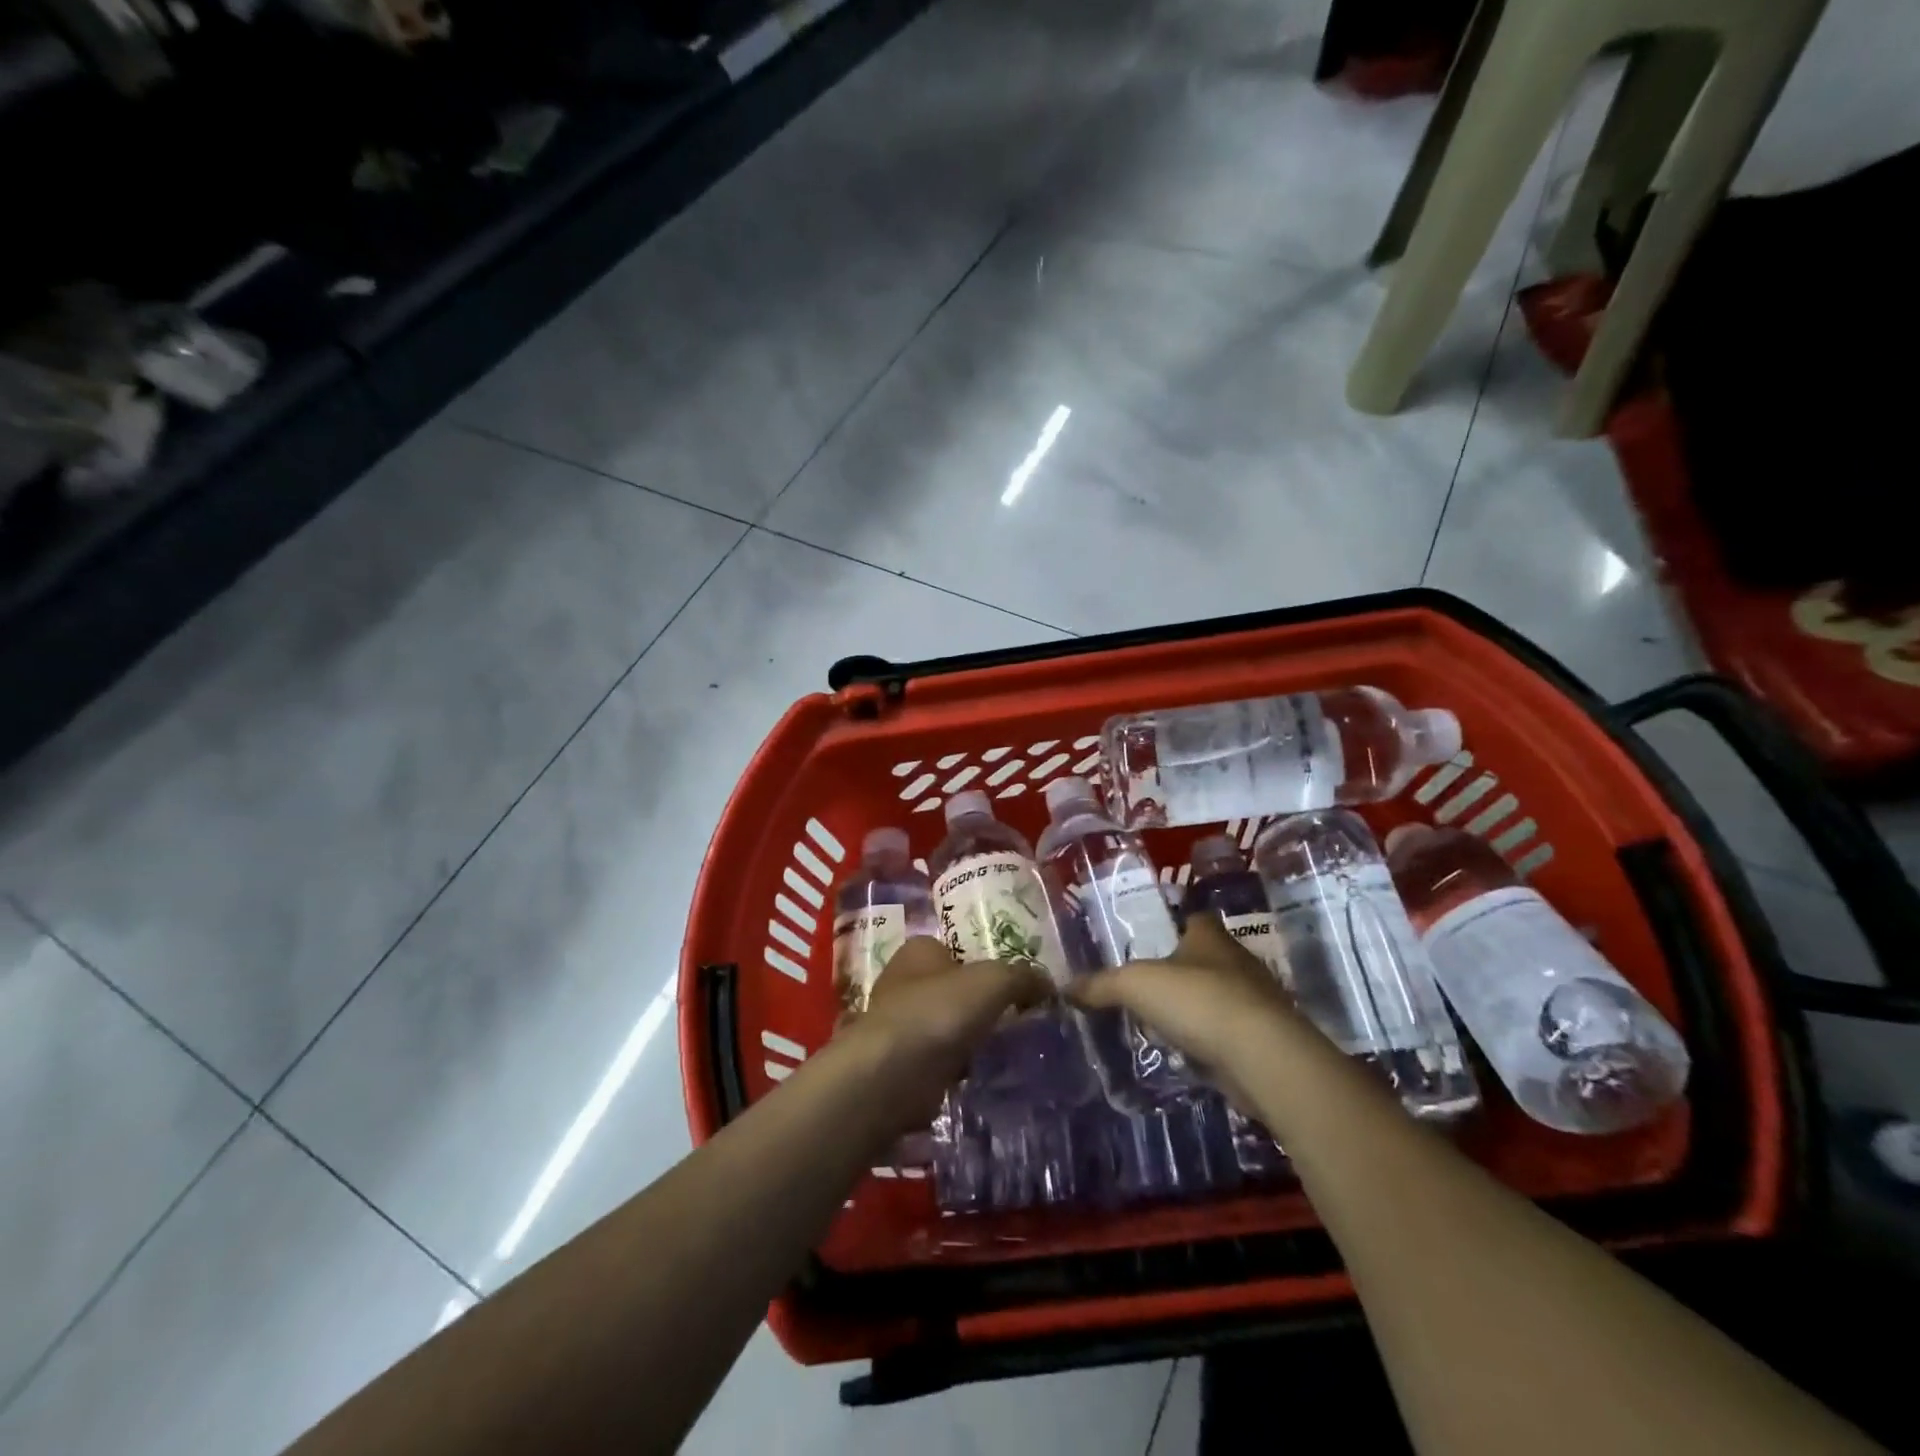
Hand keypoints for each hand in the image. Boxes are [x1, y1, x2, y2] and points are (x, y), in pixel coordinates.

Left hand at [857, 936, 1049, 1085]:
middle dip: (980, 1006)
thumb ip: (1023, 977)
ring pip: (947, 1027)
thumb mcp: (994, 981)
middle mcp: (903, 982)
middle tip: (1018, 1021)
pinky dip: (958, 1069)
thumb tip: (1048, 986)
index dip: (984, 965)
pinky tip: (982, 1077)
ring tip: (1008, 1053)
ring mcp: (899, 1025)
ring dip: (970, 1040)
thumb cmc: (939, 1011)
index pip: (956, 950)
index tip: (1014, 987)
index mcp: (919, 950)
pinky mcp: (900, 1065)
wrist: (892, 1075)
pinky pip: (940, 1061)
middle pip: (952, 989)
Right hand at [1069, 913, 1316, 1105]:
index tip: (1153, 938)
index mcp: (1210, 937)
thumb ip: (1101, 985)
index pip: (1195, 918)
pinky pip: (1230, 1033)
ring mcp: (1256, 1002)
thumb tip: (1066, 987)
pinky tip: (1189, 1053)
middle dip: (1183, 969)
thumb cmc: (1197, 1000)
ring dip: (1198, 1008)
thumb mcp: (1136, 985)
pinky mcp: (1264, 1039)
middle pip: (1207, 958)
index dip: (1176, 924)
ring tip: (1164, 1022)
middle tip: (1149, 985)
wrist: (1261, 1056)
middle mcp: (1237, 962)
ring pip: (1220, 996)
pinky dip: (1211, 1041)